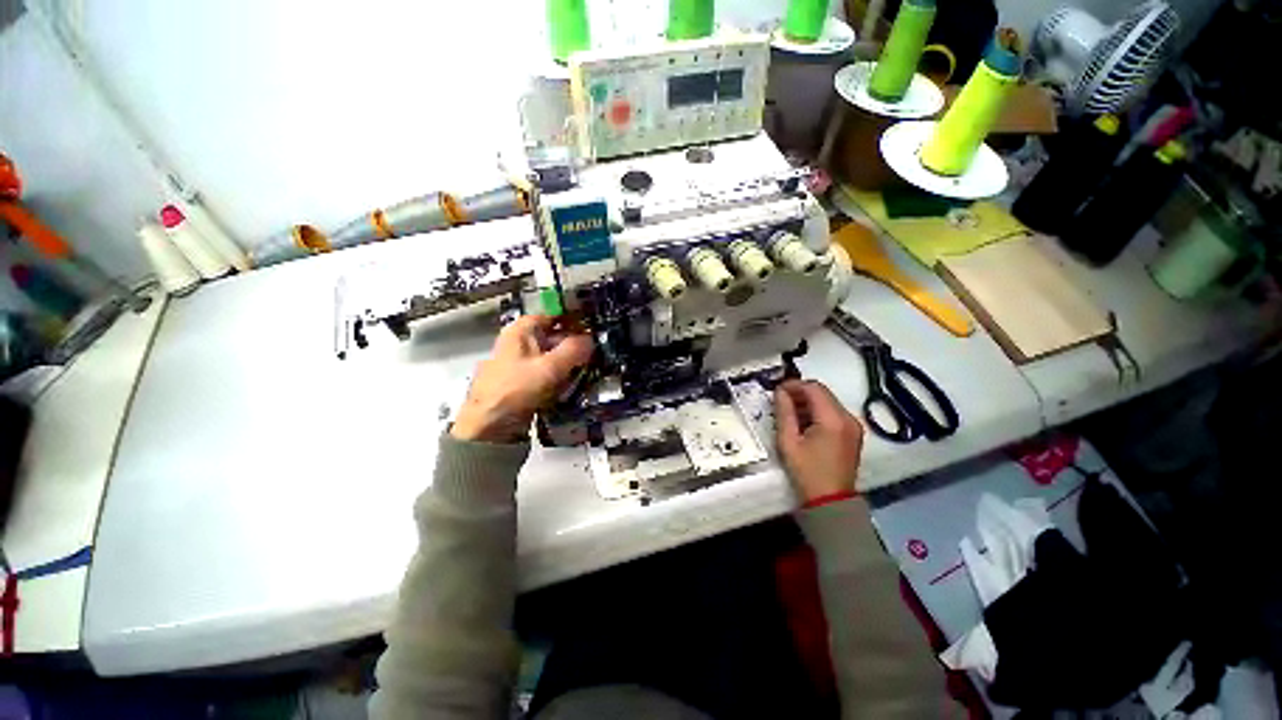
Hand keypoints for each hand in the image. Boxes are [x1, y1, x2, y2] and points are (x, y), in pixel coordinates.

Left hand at [451, 315, 593, 443]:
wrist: (489, 429)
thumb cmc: (516, 390)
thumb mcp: (549, 367)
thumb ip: (573, 350)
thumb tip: (591, 339)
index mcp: (520, 332)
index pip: (550, 314)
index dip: (571, 318)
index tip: (593, 325)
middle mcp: (519, 344)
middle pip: (553, 337)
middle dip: (575, 343)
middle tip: (597, 350)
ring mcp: (521, 365)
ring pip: (553, 357)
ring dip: (571, 362)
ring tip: (592, 367)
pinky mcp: (525, 384)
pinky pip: (549, 374)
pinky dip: (563, 377)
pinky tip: (577, 383)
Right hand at [774, 380, 863, 503]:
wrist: (830, 502)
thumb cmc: (806, 472)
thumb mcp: (788, 441)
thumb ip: (784, 412)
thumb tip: (780, 392)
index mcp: (833, 419)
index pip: (814, 388)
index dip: (794, 385)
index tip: (777, 391)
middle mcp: (848, 418)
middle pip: (823, 393)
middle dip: (800, 393)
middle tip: (780, 401)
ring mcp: (853, 426)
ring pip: (828, 401)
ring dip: (808, 402)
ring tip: (789, 412)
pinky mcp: (853, 434)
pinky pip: (834, 413)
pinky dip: (818, 412)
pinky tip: (804, 423)